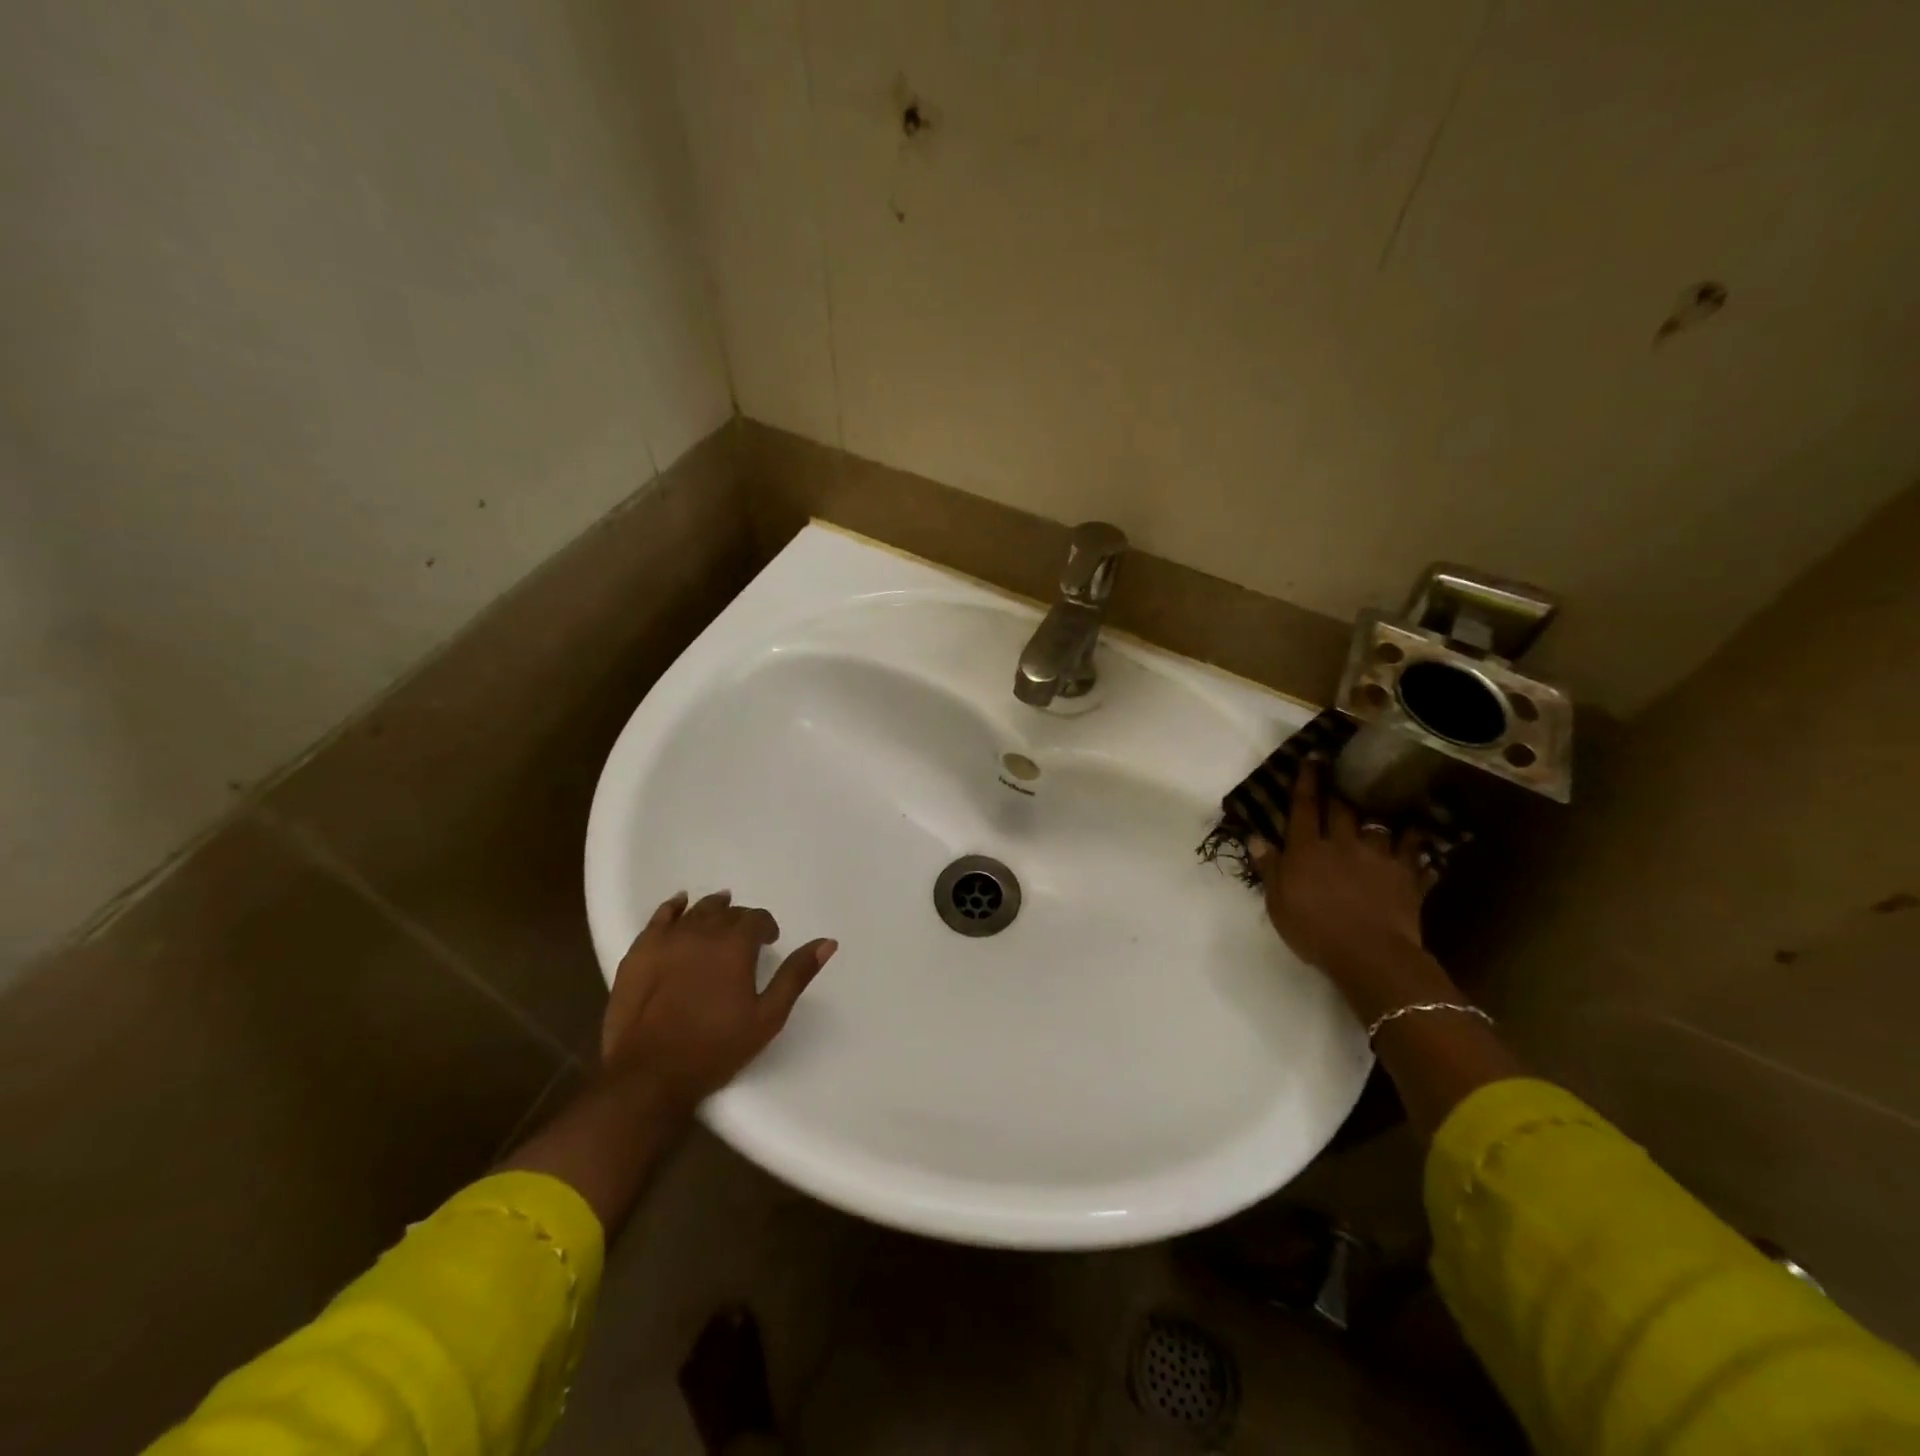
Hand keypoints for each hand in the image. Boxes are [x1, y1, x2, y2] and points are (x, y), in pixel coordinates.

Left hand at [601, 890, 836, 1105]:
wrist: (650, 1075)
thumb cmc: (716, 1047)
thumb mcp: (768, 1016)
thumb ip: (796, 974)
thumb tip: (828, 942)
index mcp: (735, 943)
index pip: (757, 919)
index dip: (766, 928)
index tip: (768, 943)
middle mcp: (702, 931)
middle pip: (727, 912)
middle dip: (740, 920)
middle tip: (744, 939)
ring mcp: (667, 939)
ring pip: (696, 910)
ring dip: (712, 909)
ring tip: (720, 913)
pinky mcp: (639, 952)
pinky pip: (659, 917)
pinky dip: (673, 907)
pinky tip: (680, 904)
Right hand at [1246, 760, 1441, 1017]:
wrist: (1368, 953)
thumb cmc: (1313, 929)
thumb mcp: (1277, 901)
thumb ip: (1269, 867)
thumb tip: (1256, 837)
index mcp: (1307, 849)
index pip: (1304, 808)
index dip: (1307, 783)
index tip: (1312, 759)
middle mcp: (1343, 844)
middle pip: (1342, 809)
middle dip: (1339, 790)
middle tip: (1342, 773)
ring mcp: (1379, 858)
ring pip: (1379, 827)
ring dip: (1377, 817)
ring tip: (1381, 809)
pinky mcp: (1407, 876)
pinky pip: (1415, 853)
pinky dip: (1416, 844)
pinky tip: (1419, 839)